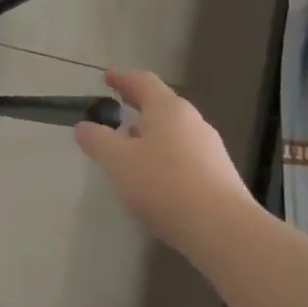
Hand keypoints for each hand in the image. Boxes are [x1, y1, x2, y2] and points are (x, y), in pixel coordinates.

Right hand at [74, 69, 255, 250]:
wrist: (223, 229)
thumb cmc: (164, 185)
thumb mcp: (118, 161)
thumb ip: (98, 140)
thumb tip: (84, 126)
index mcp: (168, 109)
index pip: (143, 82)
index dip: (122, 78)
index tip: (107, 76)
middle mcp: (193, 122)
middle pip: (162, 105)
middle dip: (138, 105)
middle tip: (118, 107)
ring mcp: (210, 149)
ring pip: (174, 131)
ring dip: (151, 132)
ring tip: (131, 145)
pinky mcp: (219, 175)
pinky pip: (185, 155)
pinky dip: (165, 155)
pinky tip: (154, 176)